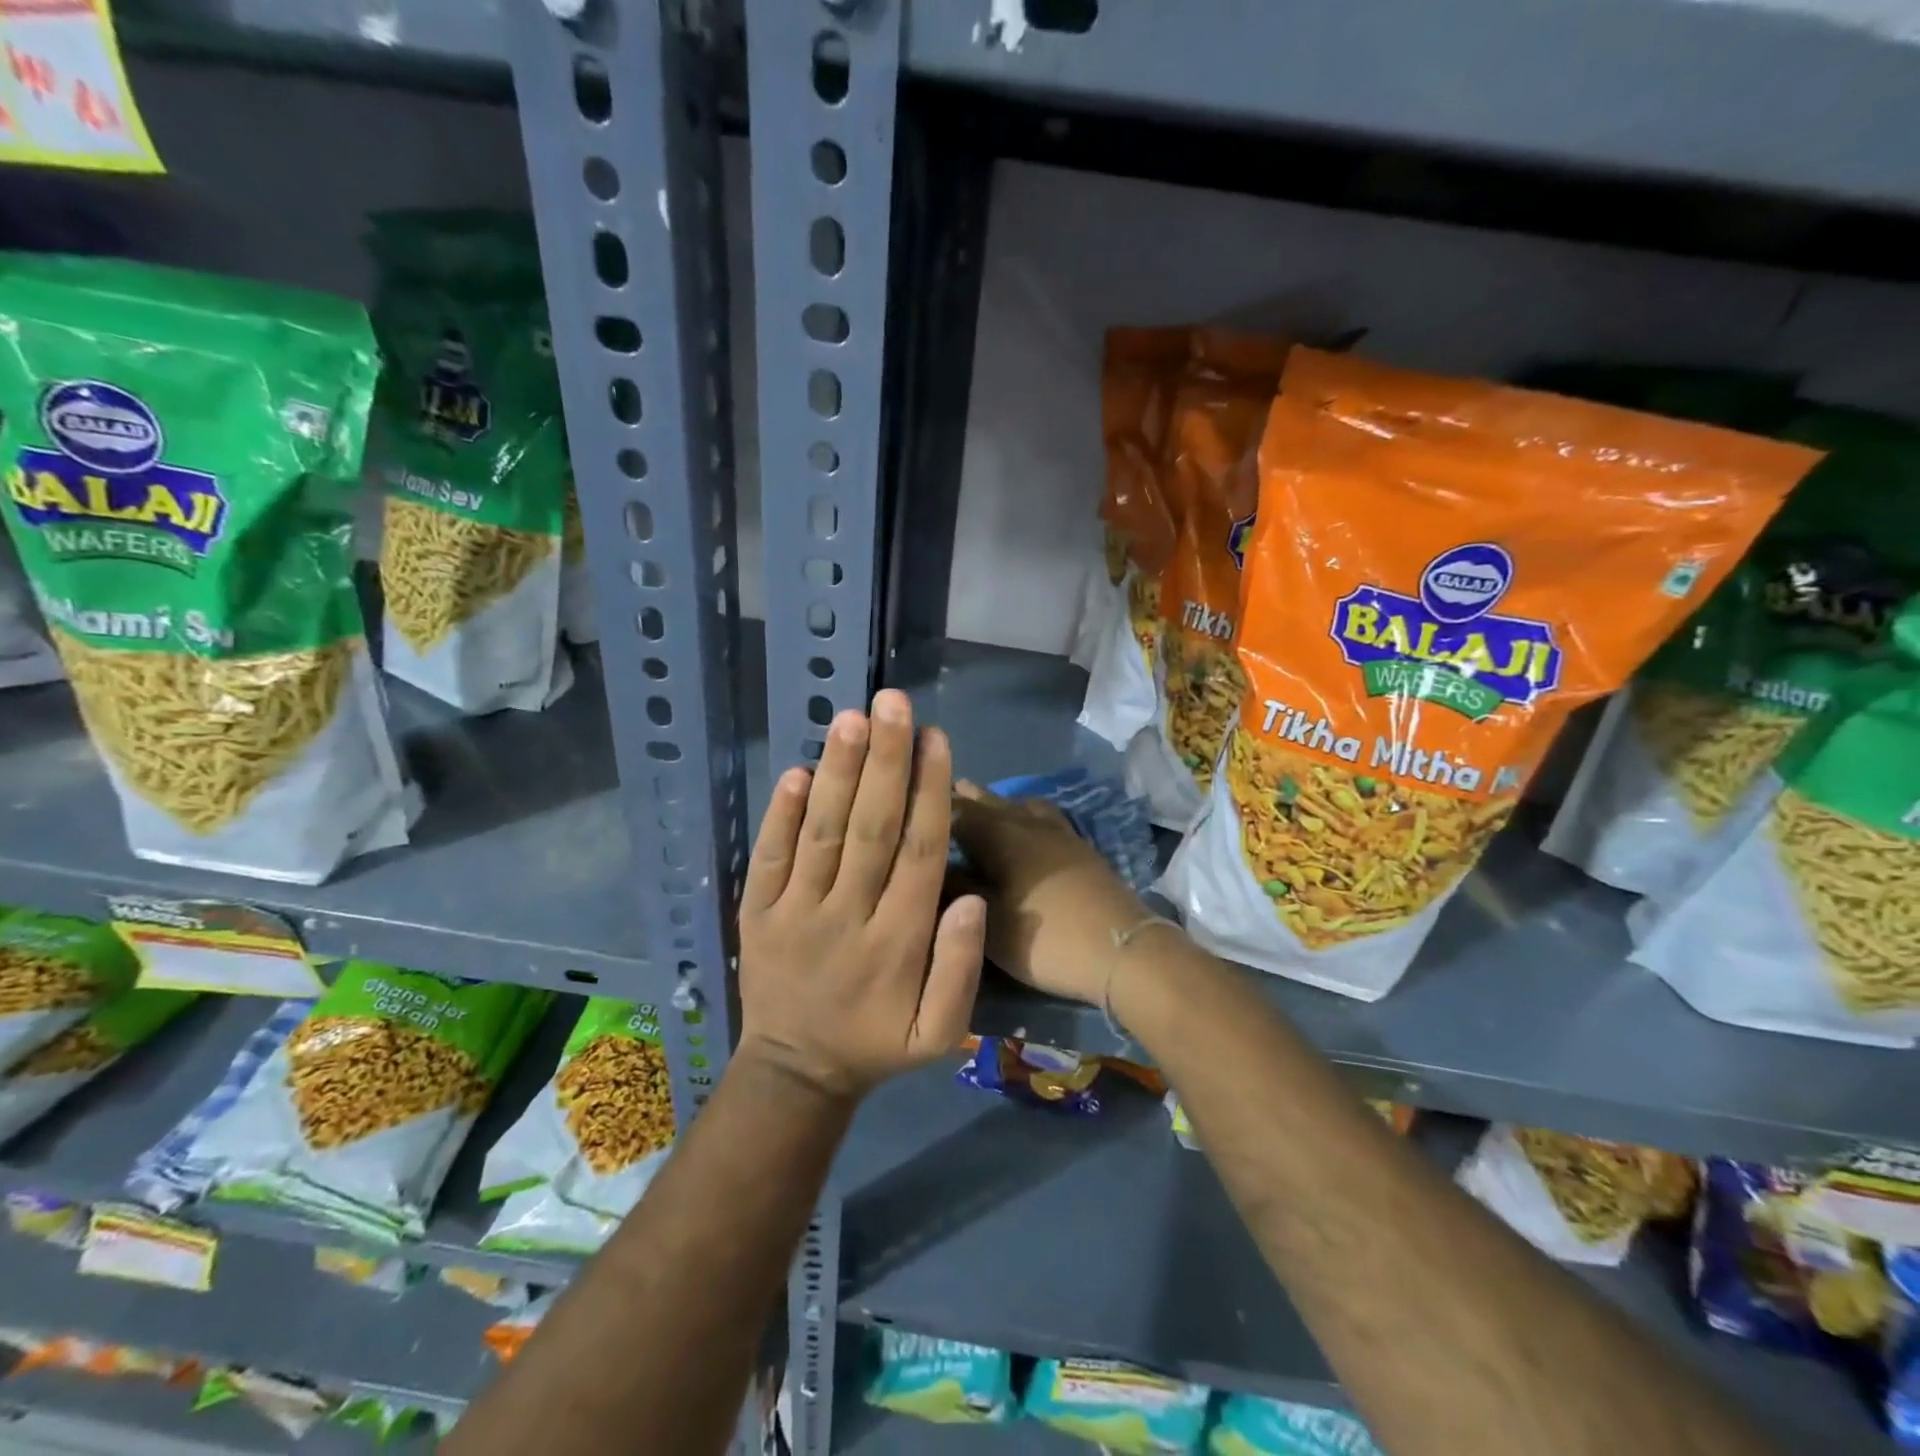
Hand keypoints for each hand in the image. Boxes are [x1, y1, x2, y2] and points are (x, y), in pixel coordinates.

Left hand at [737, 690, 984, 1101]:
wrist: (795, 1072)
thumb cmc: (876, 1043)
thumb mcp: (939, 1033)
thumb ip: (960, 969)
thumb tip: (972, 899)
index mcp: (897, 942)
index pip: (918, 852)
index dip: (929, 791)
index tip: (937, 738)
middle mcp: (847, 916)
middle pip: (871, 828)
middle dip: (886, 761)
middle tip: (894, 703)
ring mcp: (795, 912)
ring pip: (821, 832)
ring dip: (838, 773)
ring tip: (852, 718)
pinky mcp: (757, 912)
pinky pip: (768, 857)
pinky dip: (780, 813)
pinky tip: (798, 770)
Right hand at [949, 781, 1156, 1005]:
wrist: (1122, 949)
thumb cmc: (1045, 938)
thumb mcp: (988, 920)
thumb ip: (957, 887)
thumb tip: (930, 865)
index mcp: (999, 834)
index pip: (956, 810)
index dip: (930, 804)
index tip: (908, 800)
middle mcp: (1026, 822)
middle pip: (988, 801)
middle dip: (962, 798)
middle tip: (937, 793)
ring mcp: (1057, 832)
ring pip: (1018, 805)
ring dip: (995, 802)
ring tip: (979, 802)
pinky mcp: (1078, 847)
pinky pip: (1041, 816)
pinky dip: (1022, 813)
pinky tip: (1024, 826)